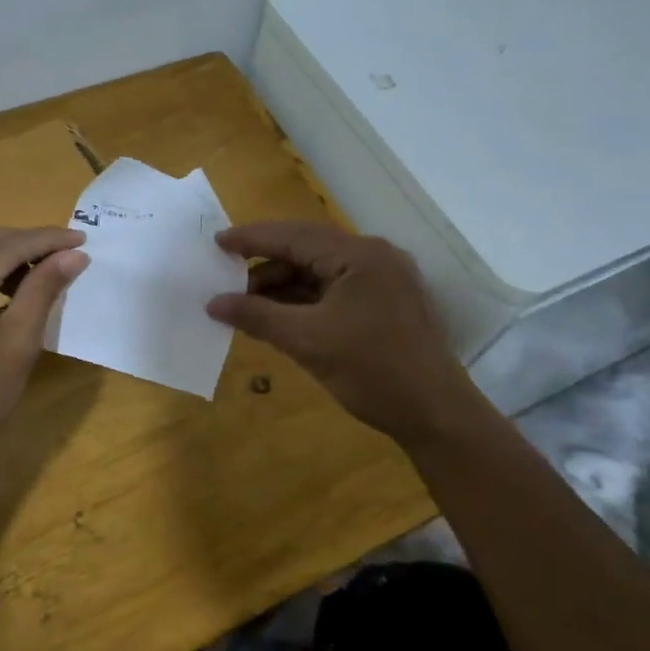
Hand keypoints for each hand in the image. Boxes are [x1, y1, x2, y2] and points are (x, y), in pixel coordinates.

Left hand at [0, 225, 87, 480]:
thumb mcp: (19, 341)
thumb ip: (44, 289)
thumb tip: (74, 255)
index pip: (7, 245)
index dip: (47, 240)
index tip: (83, 238)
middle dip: (26, 241)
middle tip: (66, 254)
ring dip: (6, 254)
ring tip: (45, 271)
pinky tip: (13, 288)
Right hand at [206, 221, 489, 447]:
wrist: (436, 414)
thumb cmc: (372, 372)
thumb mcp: (306, 342)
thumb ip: (257, 316)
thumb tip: (212, 303)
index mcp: (359, 255)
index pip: (294, 236)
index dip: (251, 239)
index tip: (215, 243)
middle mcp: (375, 257)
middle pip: (308, 249)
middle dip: (265, 263)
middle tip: (226, 276)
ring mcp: (385, 279)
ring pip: (321, 271)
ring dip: (284, 284)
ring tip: (247, 302)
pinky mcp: (387, 302)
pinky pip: (336, 290)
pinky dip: (306, 299)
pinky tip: (280, 315)